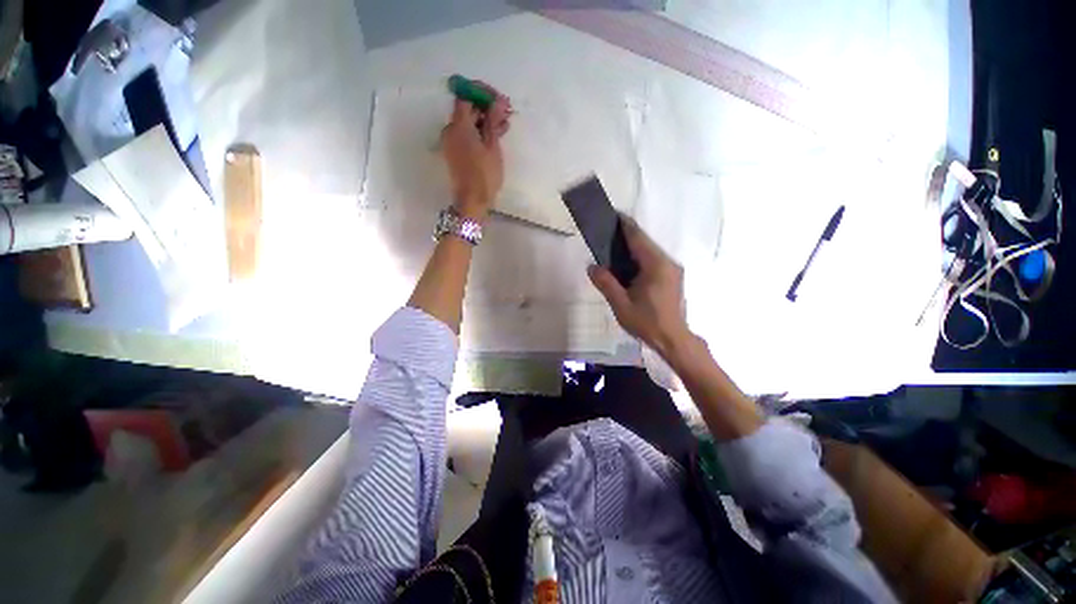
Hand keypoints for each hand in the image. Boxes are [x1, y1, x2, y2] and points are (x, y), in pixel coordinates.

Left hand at [440, 85, 511, 220]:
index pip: (465, 96)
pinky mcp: (455, 153)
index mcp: (458, 126)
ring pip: (468, 124)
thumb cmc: (484, 174)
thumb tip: (498, 101)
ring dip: (485, 122)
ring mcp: (451, 142)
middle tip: (506, 113)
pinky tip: (495, 137)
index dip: (481, 93)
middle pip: (467, 110)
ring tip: (504, 127)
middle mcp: (450, 130)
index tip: (498, 100)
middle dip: (486, 109)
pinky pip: (466, 136)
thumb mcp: (492, 146)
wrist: (472, 201)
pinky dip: (479, 133)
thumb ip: (493, 121)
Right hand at [588, 217, 692, 359]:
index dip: (625, 225)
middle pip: (645, 242)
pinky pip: (653, 261)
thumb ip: (606, 284)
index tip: (612, 214)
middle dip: (627, 235)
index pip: (638, 238)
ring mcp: (672, 270)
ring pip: (650, 251)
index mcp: (656, 266)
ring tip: (613, 247)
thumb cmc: (647, 323)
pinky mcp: (672, 277)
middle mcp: (667, 263)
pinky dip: (639, 258)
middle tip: (606, 233)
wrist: (673, 340)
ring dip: (633, 247)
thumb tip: (591, 266)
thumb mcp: (621, 305)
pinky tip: (627, 265)